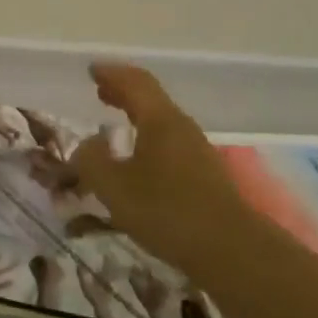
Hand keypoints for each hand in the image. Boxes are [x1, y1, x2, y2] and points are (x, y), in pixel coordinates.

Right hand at [71, 62, 257, 274]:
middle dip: (124, 92)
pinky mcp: (203, 175)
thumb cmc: (166, 211)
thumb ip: (92, 160)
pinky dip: (146, 138)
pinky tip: (137, 158)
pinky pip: (167, 143)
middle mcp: (181, 128)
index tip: (92, 69)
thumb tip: (88, 144)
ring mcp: (196, 151)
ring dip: (136, 116)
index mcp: (160, 120)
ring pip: (160, 122)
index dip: (112, 74)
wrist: (229, 248)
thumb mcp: (114, 187)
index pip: (135, 83)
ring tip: (114, 123)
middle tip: (101, 90)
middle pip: (151, 99)